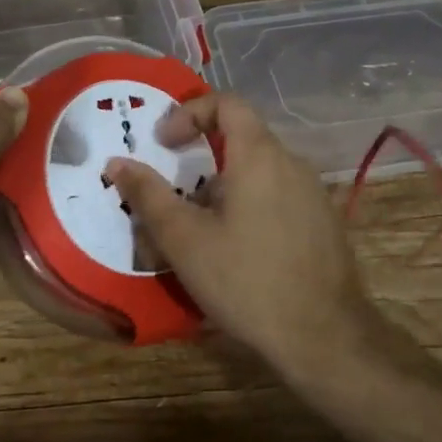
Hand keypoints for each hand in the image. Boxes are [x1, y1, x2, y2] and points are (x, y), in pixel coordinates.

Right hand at [105, 93, 375, 375]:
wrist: (324, 337)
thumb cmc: (246, 280)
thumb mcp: (185, 239)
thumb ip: (149, 196)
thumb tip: (117, 162)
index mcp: (260, 156)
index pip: (226, 103)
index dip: (189, 113)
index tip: (164, 144)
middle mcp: (292, 164)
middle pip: (241, 140)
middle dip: (200, 162)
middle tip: (174, 197)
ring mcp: (314, 194)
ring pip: (259, 174)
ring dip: (223, 190)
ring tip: (199, 234)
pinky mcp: (324, 224)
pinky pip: (279, 199)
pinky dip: (250, 208)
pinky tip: (236, 254)